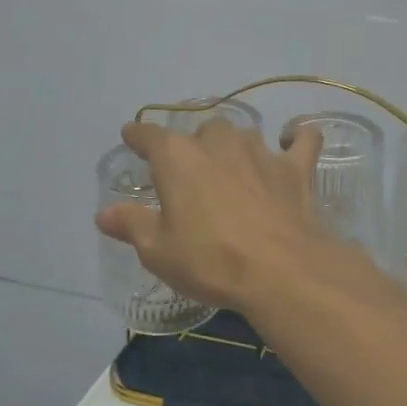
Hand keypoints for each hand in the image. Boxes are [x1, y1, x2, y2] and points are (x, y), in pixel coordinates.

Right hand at [95, 117, 328, 313]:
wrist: (281, 272)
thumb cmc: (210, 261)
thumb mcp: (158, 251)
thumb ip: (131, 225)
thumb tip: (104, 214)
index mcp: (177, 157)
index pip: (149, 135)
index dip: (138, 136)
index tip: (131, 137)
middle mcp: (218, 143)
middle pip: (199, 133)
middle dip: (192, 148)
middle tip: (190, 177)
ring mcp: (261, 151)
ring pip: (242, 135)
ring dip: (233, 148)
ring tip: (232, 168)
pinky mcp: (296, 168)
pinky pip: (302, 139)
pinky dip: (296, 137)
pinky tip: (292, 141)